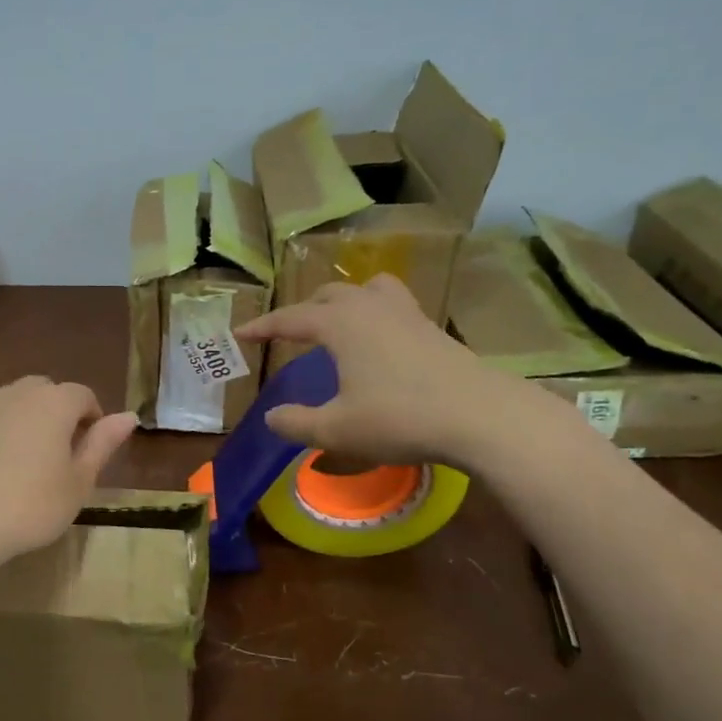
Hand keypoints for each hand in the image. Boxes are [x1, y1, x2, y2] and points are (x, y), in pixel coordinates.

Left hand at [0, 377, 137, 577]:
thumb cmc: (28, 506)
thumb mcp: (78, 483)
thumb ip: (102, 445)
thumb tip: (129, 416)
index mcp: (53, 403)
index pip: (83, 395)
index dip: (93, 419)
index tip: (92, 450)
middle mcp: (16, 395)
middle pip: (45, 392)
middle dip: (58, 414)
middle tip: (61, 456)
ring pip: (12, 406)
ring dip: (26, 425)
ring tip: (26, 468)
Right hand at [236, 275, 549, 467]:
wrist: (481, 416)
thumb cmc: (400, 418)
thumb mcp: (337, 430)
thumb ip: (297, 423)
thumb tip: (273, 417)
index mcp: (341, 324)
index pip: (290, 319)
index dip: (263, 327)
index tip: (240, 333)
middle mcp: (370, 308)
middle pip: (328, 296)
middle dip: (303, 311)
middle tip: (288, 333)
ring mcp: (406, 314)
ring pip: (367, 291)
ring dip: (344, 302)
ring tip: (338, 323)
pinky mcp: (432, 329)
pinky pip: (393, 306)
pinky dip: (374, 315)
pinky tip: (380, 343)